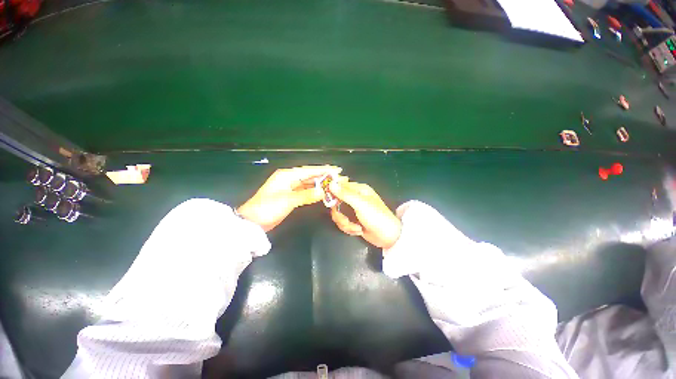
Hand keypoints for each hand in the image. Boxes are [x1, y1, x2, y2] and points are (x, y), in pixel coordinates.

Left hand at [238, 166, 341, 231]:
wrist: (253, 222)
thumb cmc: (268, 208)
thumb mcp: (287, 201)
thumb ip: (306, 195)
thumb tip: (322, 191)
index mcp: (287, 175)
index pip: (309, 170)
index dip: (324, 169)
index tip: (337, 169)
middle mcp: (290, 179)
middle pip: (310, 175)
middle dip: (325, 176)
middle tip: (340, 178)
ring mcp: (290, 187)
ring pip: (309, 183)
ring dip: (321, 184)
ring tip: (334, 184)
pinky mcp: (291, 196)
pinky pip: (306, 191)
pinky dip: (314, 191)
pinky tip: (323, 192)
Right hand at [328, 181, 401, 248]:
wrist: (387, 236)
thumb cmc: (376, 217)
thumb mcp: (360, 204)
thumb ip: (345, 194)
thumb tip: (331, 184)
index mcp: (358, 190)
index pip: (340, 186)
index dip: (333, 193)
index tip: (331, 203)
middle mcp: (354, 198)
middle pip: (336, 203)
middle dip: (340, 215)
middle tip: (346, 220)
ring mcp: (353, 210)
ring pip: (338, 214)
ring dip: (345, 224)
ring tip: (357, 228)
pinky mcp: (353, 220)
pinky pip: (342, 222)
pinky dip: (349, 228)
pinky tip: (358, 231)